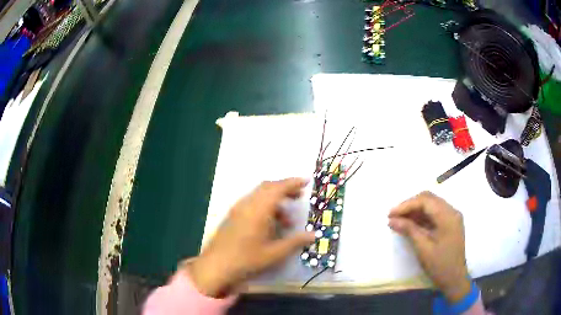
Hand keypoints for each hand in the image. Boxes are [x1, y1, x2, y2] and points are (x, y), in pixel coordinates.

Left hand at [187, 178, 314, 297]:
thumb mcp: (274, 253)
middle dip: (285, 188)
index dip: (293, 182)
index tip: (306, 182)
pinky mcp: (233, 215)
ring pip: (259, 194)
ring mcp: (238, 208)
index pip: (278, 188)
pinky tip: (269, 223)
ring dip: (274, 199)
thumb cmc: (247, 259)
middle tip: (299, 196)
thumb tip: (314, 235)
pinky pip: (252, 202)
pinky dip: (264, 205)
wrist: (216, 265)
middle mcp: (247, 204)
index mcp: (259, 210)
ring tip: (286, 218)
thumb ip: (295, 242)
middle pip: (268, 187)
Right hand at [388, 191, 470, 302]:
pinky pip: (434, 213)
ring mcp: (452, 216)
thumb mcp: (423, 248)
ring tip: (399, 220)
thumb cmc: (439, 265)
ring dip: (415, 210)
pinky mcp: (450, 223)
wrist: (454, 279)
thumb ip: (409, 230)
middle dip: (410, 205)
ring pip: (431, 204)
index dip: (406, 205)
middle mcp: (452, 211)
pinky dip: (422, 216)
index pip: (425, 201)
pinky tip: (411, 224)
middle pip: (429, 199)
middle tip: (394, 216)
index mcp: (448, 216)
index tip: (390, 214)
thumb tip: (392, 220)